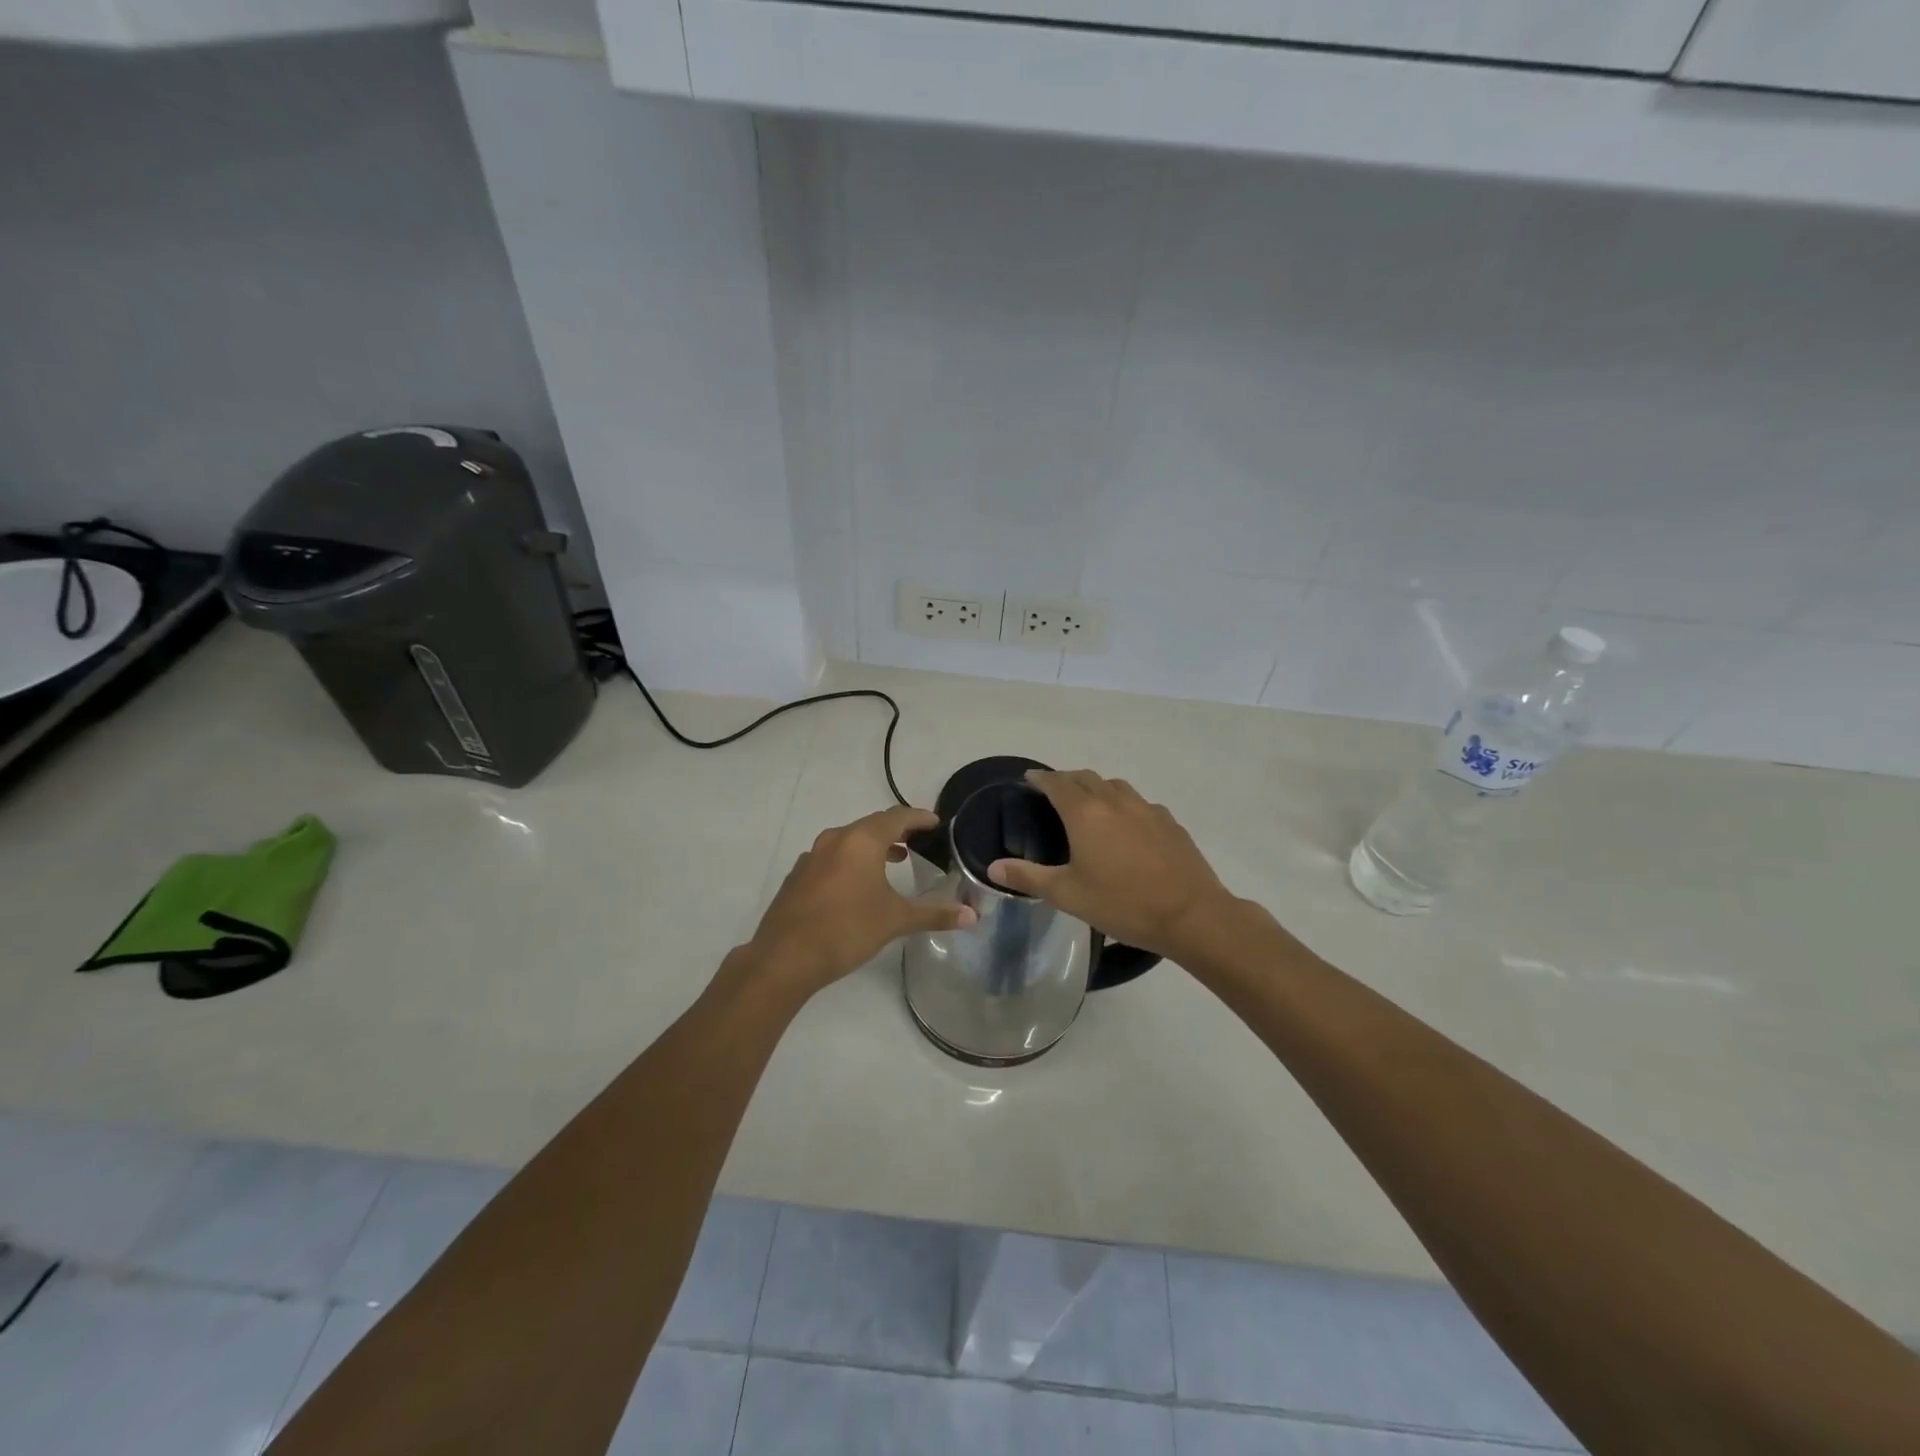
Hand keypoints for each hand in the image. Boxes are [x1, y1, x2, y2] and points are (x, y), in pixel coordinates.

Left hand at [744, 805, 974, 999]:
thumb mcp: (896, 920)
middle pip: (872, 825)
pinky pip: (832, 856)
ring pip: (850, 840)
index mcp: (862, 840)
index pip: (897, 817)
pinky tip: (858, 883)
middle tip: (920, 839)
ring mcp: (812, 856)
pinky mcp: (798, 875)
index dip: (919, 818)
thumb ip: (934, 914)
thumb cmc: (847, 930)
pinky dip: (852, 860)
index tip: (936, 822)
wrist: (784, 957)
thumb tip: (972, 917)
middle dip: (898, 830)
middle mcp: (836, 839)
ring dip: (874, 845)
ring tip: (896, 858)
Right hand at [987, 770, 1233, 959]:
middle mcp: (1115, 801)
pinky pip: (1139, 803)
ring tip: (1088, 804)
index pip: (1057, 783)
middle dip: (1067, 779)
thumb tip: (993, 866)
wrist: (1191, 915)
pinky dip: (1124, 805)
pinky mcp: (1169, 822)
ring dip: (1096, 788)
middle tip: (1054, 791)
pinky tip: (1126, 826)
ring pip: (1115, 786)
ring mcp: (1147, 809)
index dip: (1041, 778)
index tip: (1029, 778)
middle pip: (1086, 778)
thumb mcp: (1068, 895)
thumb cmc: (1122, 904)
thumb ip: (1028, 877)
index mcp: (1085, 814)